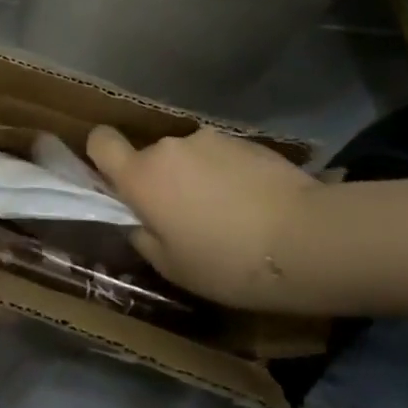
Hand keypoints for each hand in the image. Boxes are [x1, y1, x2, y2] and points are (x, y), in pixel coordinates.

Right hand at [87, 125, 320, 311]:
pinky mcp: (246, 140)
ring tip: (229, 215)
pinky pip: (222, 158)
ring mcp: (209, 139)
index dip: (102, 156)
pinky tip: (255, 206)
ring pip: (189, 158)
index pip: (101, 141)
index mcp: (141, 176)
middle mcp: (168, 147)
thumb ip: (144, 236)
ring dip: (198, 178)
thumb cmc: (227, 262)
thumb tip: (140, 221)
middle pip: (151, 157)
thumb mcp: (173, 267)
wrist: (306, 238)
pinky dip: (229, 176)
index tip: (118, 182)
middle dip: (162, 181)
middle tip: (187, 219)